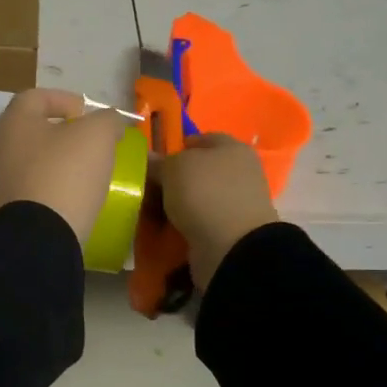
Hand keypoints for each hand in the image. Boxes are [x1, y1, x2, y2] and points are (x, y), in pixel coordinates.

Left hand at [0, 88, 127, 243]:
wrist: (42, 235)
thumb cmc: (66, 172)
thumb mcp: (98, 135)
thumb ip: (107, 120)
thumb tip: (110, 122)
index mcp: (14, 121)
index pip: (35, 97)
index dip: (63, 99)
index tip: (87, 113)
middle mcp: (0, 147)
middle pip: (33, 129)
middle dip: (62, 132)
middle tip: (90, 141)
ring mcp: (1, 180)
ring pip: (33, 160)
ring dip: (58, 160)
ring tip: (86, 169)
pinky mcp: (8, 209)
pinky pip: (33, 187)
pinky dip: (53, 185)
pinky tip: (74, 195)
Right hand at [159, 133, 280, 289]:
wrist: (231, 247)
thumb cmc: (205, 193)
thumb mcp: (173, 168)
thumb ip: (159, 162)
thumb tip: (149, 159)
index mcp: (233, 148)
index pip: (203, 138)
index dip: (178, 145)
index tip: (155, 158)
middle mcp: (239, 172)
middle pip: (200, 170)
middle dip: (174, 177)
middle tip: (148, 185)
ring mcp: (236, 203)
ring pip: (198, 196)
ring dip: (177, 202)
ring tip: (151, 209)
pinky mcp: (229, 230)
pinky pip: (200, 220)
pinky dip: (184, 223)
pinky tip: (166, 226)